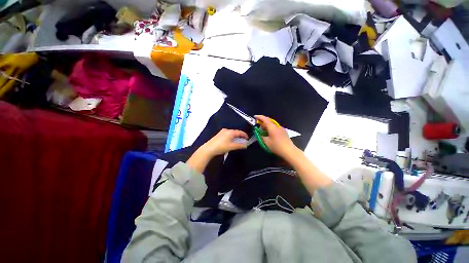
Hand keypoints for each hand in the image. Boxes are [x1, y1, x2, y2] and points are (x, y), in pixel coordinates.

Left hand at [200, 129, 248, 156]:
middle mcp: (226, 130)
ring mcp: (222, 132)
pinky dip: (231, 137)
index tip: (248, 138)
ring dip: (235, 136)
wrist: (209, 149)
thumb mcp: (232, 146)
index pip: (240, 132)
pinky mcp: (219, 134)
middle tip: (244, 140)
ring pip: (231, 133)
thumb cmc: (221, 147)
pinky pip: (227, 134)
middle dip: (240, 136)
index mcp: (230, 132)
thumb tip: (246, 145)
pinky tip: (231, 141)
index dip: (244, 135)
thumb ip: (240, 145)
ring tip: (238, 141)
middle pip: (235, 132)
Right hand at [255, 115, 296, 157]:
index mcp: (272, 127)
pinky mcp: (283, 132)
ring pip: (272, 125)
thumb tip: (259, 134)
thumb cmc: (276, 146)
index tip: (255, 116)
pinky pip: (275, 128)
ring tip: (262, 130)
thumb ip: (261, 137)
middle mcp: (277, 126)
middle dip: (262, 121)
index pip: (265, 119)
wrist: (289, 151)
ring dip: (266, 126)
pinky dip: (270, 129)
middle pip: (269, 121)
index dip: (259, 117)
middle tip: (257, 124)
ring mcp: (281, 129)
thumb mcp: (266, 142)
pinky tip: (269, 134)